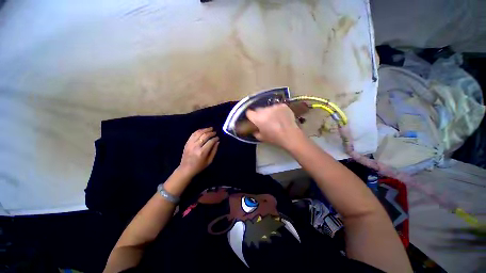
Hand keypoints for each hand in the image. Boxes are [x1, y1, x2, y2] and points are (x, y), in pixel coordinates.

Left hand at [178, 127, 219, 176]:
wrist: (186, 169)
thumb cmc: (199, 166)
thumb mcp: (209, 161)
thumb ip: (214, 150)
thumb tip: (218, 142)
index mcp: (202, 152)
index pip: (210, 141)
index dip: (215, 138)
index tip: (218, 137)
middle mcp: (196, 146)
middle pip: (205, 136)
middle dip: (211, 133)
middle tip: (215, 132)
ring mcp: (190, 144)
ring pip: (199, 133)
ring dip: (205, 130)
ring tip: (210, 128)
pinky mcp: (187, 143)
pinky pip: (193, 134)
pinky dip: (199, 131)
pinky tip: (203, 130)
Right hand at [246, 104, 303, 148]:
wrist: (290, 135)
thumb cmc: (274, 138)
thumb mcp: (261, 138)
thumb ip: (255, 132)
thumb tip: (254, 129)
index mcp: (258, 118)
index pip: (249, 112)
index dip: (250, 115)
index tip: (252, 118)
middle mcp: (265, 110)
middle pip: (258, 109)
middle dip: (259, 114)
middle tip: (264, 120)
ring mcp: (274, 107)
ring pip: (268, 108)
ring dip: (269, 112)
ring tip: (274, 119)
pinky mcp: (282, 105)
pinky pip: (276, 107)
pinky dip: (277, 111)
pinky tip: (281, 117)